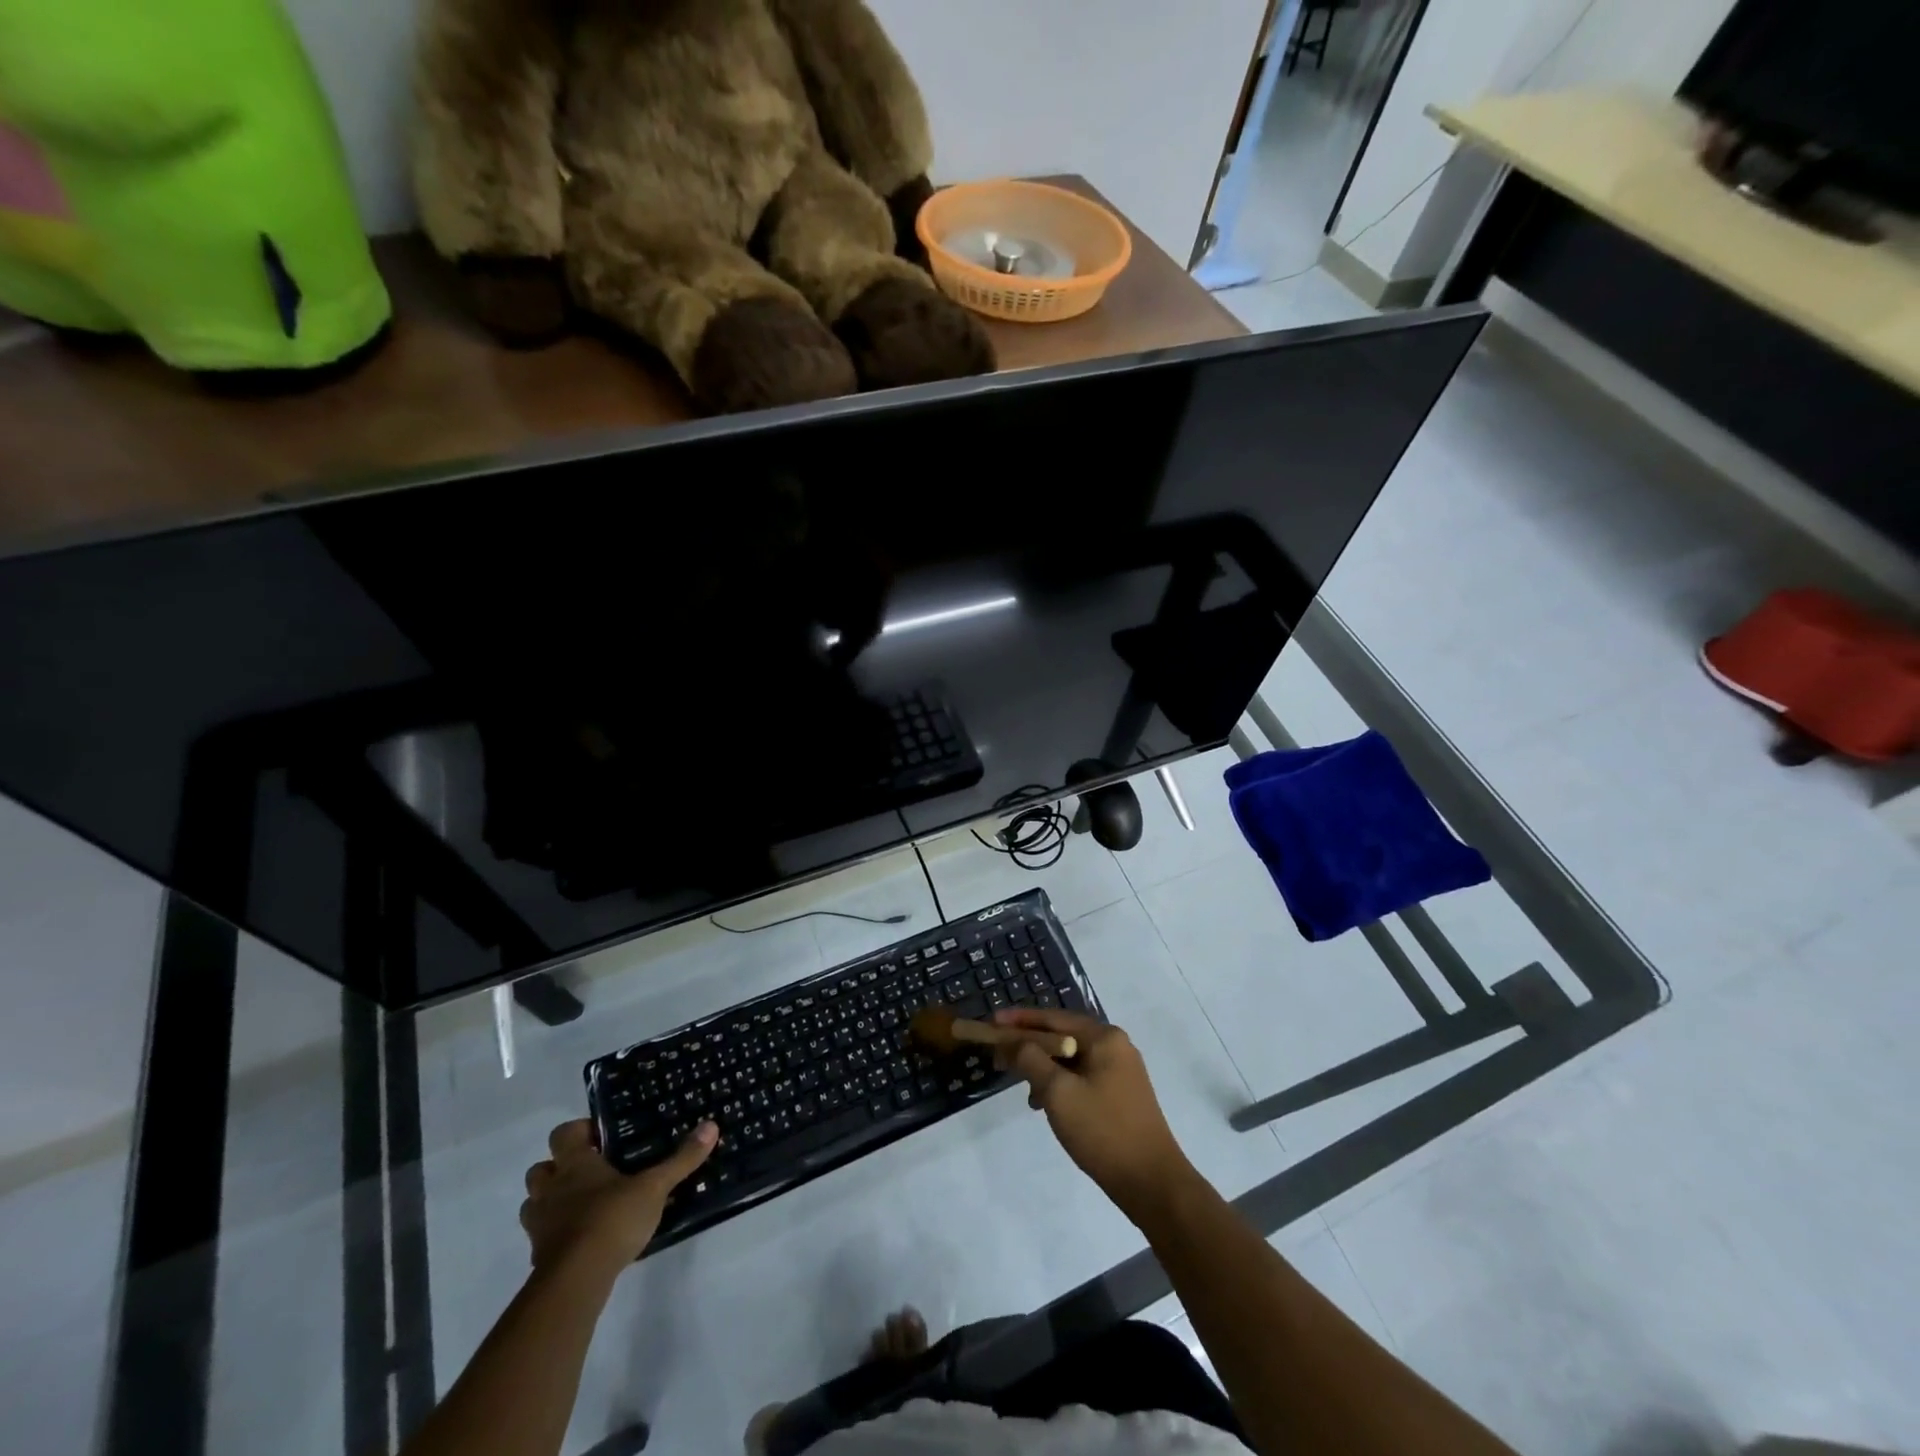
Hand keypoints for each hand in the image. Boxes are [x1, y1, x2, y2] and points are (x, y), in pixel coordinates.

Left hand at [520, 1119, 714, 1276]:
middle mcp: (552, 1190)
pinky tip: (583, 1239)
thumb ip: (681, 1159)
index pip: (562, 1134)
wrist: (575, 1282)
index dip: (578, 1131)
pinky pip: (543, 1236)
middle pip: (540, 1169)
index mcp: (575, 1165)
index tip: (601, 1136)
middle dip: (559, 1168)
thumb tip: (711, 1126)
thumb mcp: (655, 1187)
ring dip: (552, 1201)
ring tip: (584, 1204)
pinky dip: (557, 1234)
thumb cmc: (612, 1220)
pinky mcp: (540, 1257)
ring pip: (535, 1204)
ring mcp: (541, 1225)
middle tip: (591, 1171)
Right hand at [993, 1009, 1200, 1223]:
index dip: (1019, 1020)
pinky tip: (1047, 1104)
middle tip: (1000, 1055)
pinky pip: (1083, 1076)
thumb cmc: (1102, 1131)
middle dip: (1030, 1045)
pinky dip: (1061, 1083)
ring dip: (1044, 1067)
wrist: (1152, 1182)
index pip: (1053, 1017)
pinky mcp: (1122, 1093)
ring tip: (1024, 1089)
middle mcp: (1115, 1045)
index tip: (991, 1022)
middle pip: (1063, 1034)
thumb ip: (1031, 1059)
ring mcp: (1121, 1069)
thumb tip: (1014, 1041)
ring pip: (1072, 1058)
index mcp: (1104, 1037)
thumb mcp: (1058, 1092)